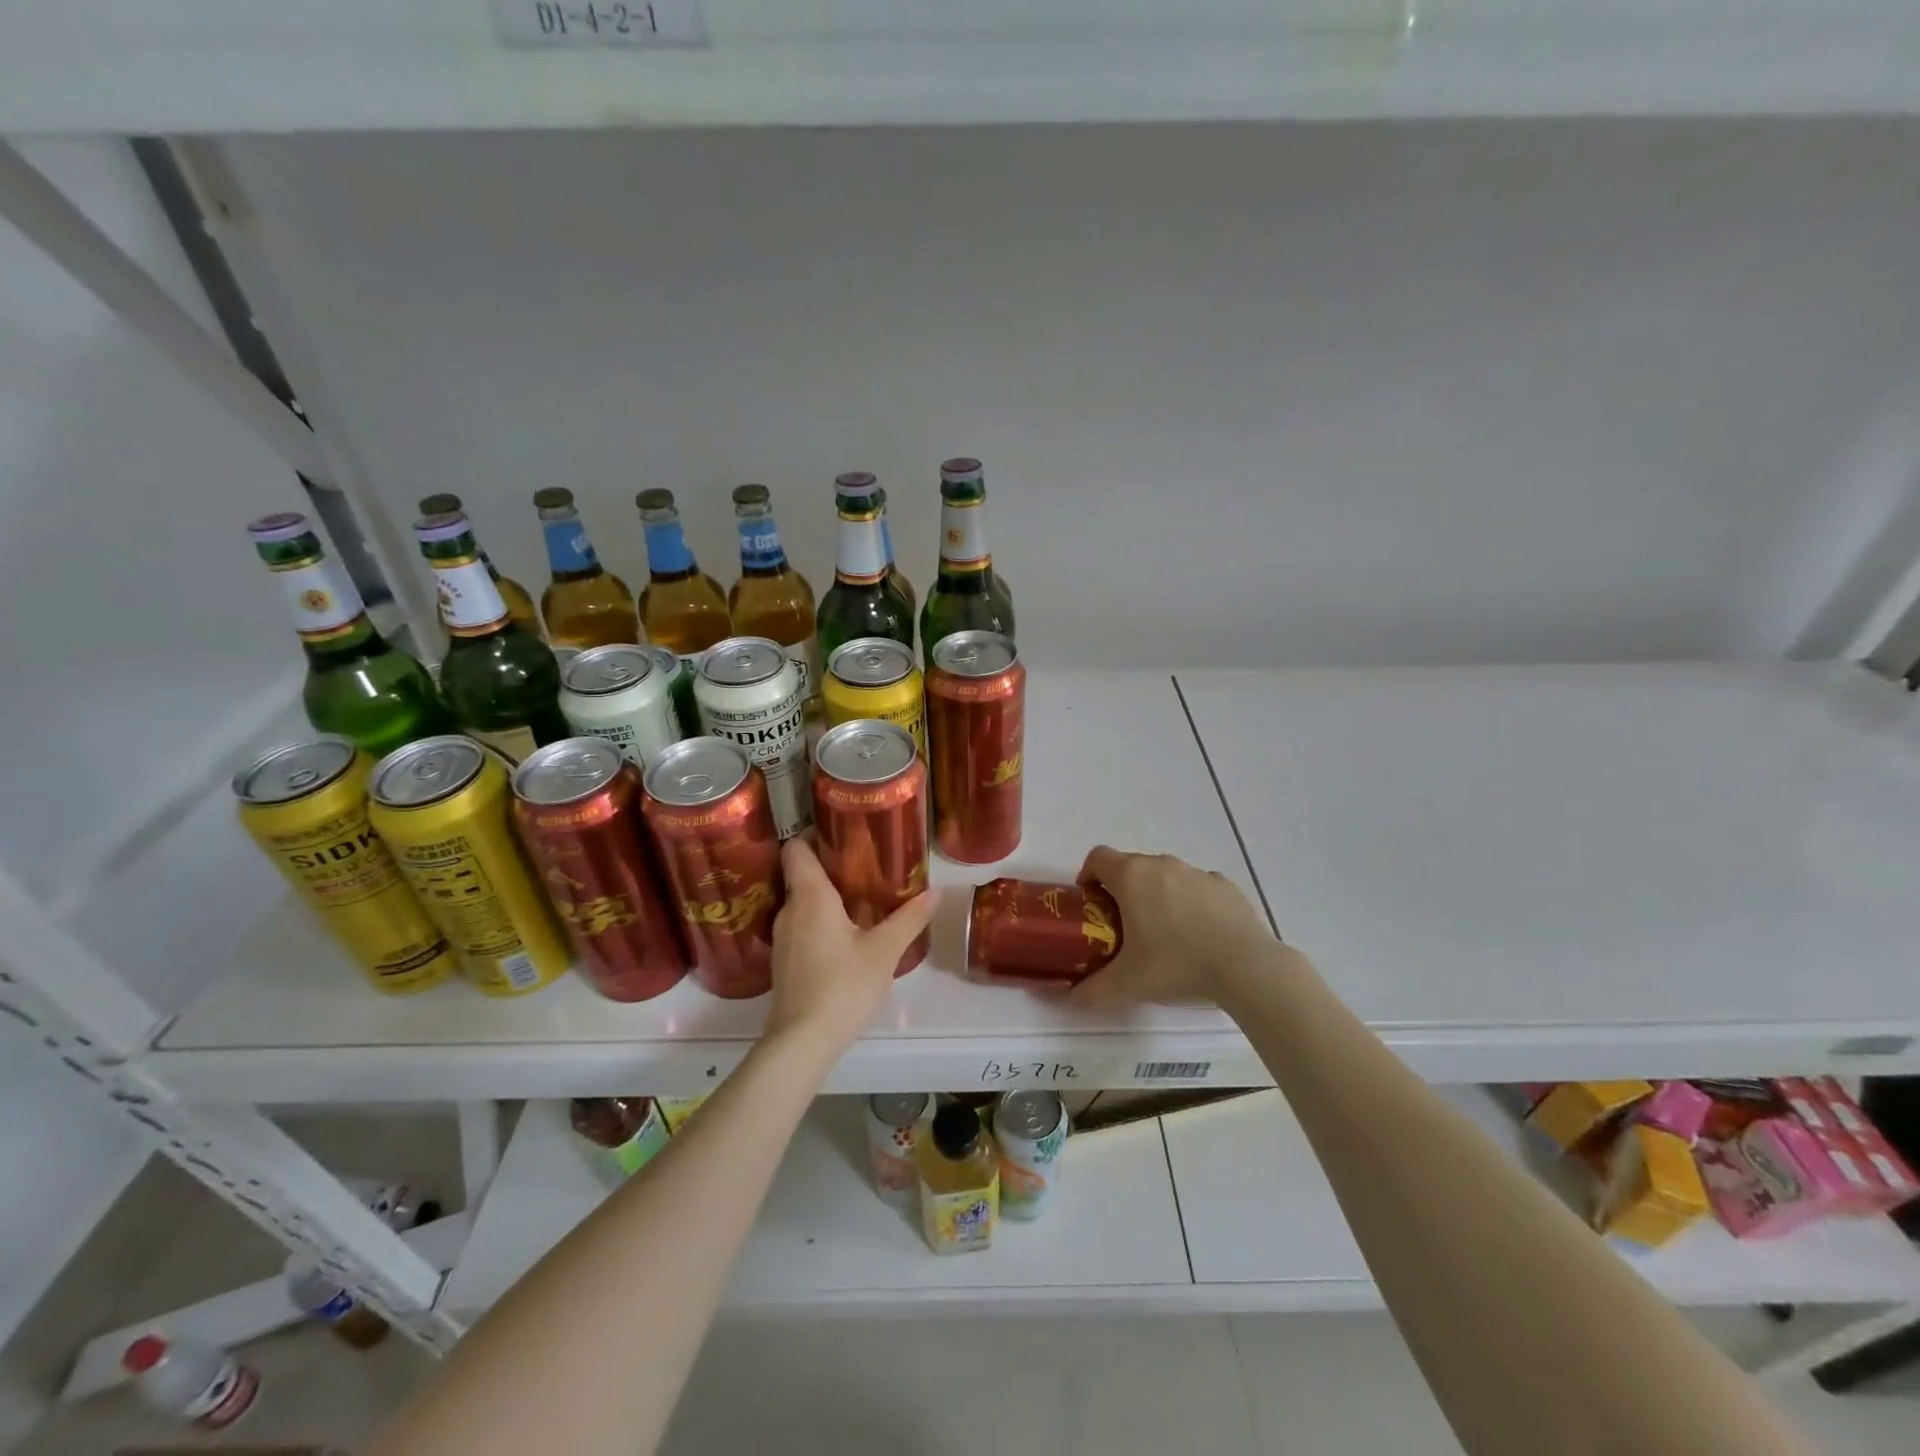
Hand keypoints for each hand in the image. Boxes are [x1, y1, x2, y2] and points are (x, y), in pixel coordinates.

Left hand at [764, 838, 937, 1051]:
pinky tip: (843, 936)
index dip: (814, 835)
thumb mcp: (885, 950)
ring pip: (801, 902)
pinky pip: (800, 926)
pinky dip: (818, 922)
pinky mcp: (783, 961)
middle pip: (801, 874)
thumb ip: (909, 918)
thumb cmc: (843, 985)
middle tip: (864, 865)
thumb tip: (935, 892)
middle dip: (830, 867)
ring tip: (858, 898)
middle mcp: (789, 909)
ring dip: (825, 897)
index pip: (796, 847)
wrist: (802, 1041)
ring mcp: (782, 937)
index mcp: (810, 896)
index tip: (843, 835)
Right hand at [1070, 846, 1278, 1007]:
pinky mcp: (1224, 885)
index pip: (1097, 857)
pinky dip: (1190, 903)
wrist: (1246, 966)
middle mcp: (1161, 864)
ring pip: (1165, 875)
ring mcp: (1196, 872)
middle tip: (1123, 927)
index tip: (1091, 903)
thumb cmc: (1176, 963)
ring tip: (1164, 934)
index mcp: (1131, 877)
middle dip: (1122, 890)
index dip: (1088, 876)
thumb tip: (1070, 998)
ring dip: (1157, 895)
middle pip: (1130, 865)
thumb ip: (1092, 990)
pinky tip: (1199, 934)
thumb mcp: (1127, 984)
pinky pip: (1196, 887)